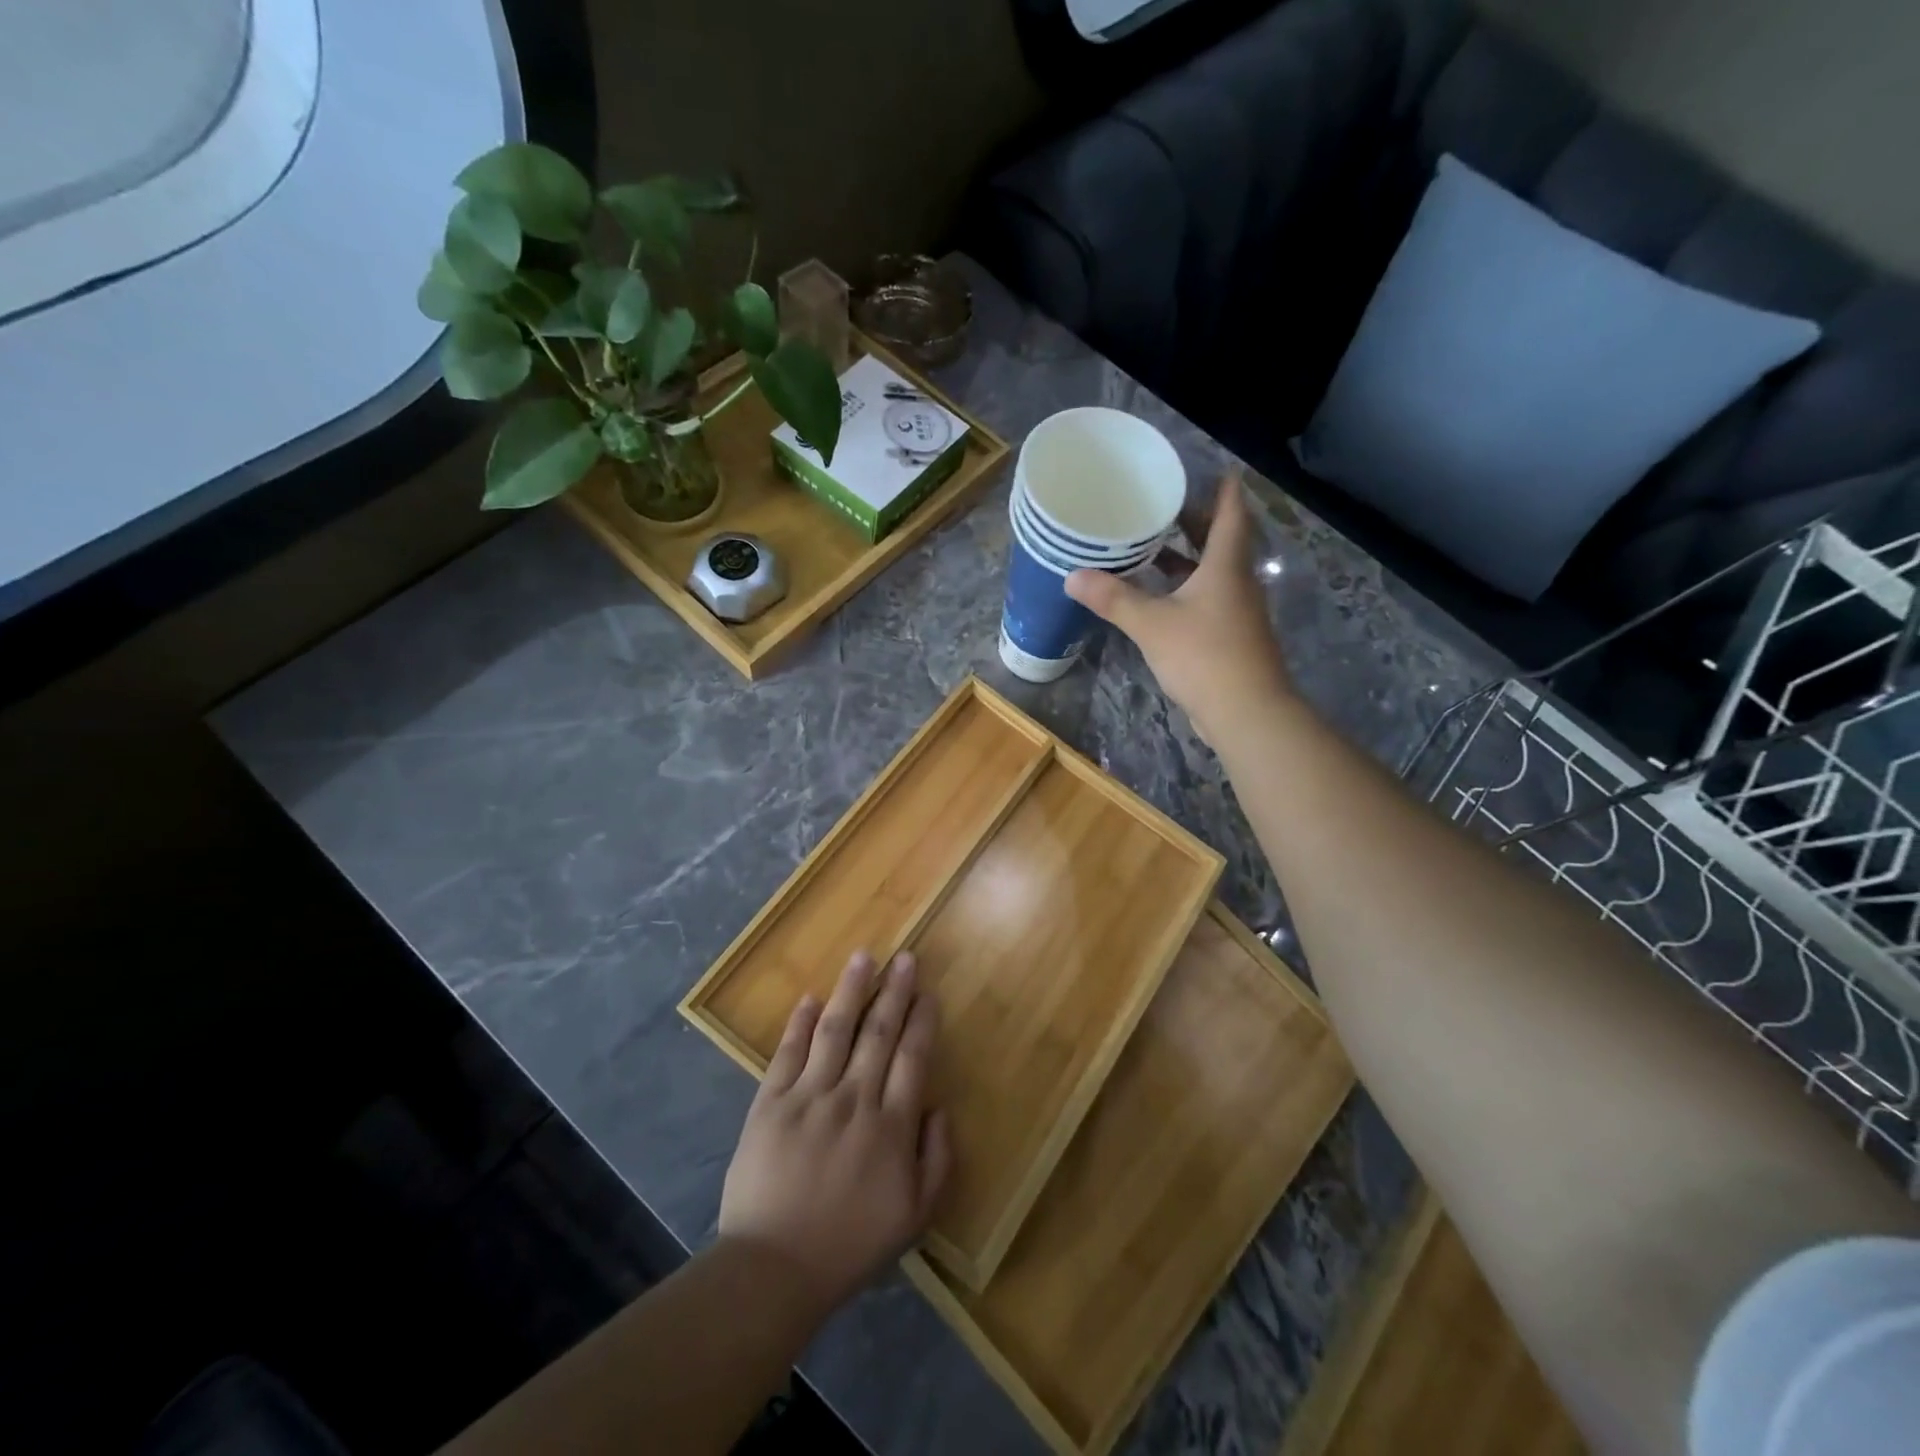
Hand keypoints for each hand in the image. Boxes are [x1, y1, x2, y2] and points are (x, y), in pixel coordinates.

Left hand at [718, 950, 951, 1320]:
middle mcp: (854, 1099)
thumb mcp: (914, 1217)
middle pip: (879, 1033)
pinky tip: (810, 997)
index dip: (922, 1021)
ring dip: (851, 990)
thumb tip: (940, 1108)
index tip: (928, 992)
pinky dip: (799, 1022)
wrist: (773, 1269)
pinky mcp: (770, 1103)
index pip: (912, 1057)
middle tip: (905, 957)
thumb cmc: (850, 1245)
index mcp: (891, 1126)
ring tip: (863, 956)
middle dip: (895, 991)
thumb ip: (937, 1160)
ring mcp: (809, 1097)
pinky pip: (788, 1052)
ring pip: (835, 1030)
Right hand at [1067, 473, 1293, 746]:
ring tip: (1155, 545)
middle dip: (1197, 522)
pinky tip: (1160, 596)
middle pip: (1222, 541)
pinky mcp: (1230, 637)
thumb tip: (1072, 577)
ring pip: (1214, 572)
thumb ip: (1114, 599)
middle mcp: (1237, 582)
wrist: (1246, 711)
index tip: (1216, 469)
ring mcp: (1236, 611)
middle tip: (1166, 504)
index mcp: (1225, 566)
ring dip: (1189, 557)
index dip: (1224, 491)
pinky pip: (1208, 598)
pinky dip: (1186, 587)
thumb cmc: (1204, 655)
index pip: (1231, 514)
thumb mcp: (1152, 624)